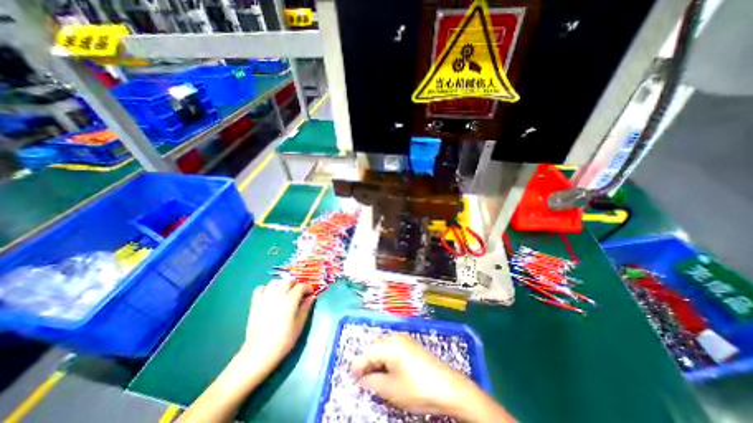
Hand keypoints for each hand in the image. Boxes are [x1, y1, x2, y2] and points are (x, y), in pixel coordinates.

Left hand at [240, 279, 313, 374]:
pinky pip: (260, 288)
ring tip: (285, 292)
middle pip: (288, 280)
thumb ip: (306, 308)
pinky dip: (267, 288)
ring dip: (282, 284)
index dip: (308, 287)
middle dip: (296, 283)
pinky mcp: (255, 303)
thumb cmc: (283, 340)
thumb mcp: (299, 324)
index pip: (301, 286)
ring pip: (275, 281)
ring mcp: (265, 297)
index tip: (311, 293)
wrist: (259, 352)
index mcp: (290, 300)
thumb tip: (311, 297)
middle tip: (299, 291)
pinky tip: (270, 295)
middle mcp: (278, 294)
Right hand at [350, 334, 478, 415]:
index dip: (358, 365)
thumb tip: (362, 380)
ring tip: (372, 377)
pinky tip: (386, 371)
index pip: (368, 352)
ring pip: (384, 347)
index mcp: (390, 344)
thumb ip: (372, 382)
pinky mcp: (411, 345)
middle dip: (367, 362)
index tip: (351, 377)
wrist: (447, 387)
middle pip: (375, 347)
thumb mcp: (391, 389)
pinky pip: (393, 349)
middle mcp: (396, 337)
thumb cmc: (417, 388)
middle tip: (361, 379)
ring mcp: (405, 340)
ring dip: (376, 360)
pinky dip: (386, 359)